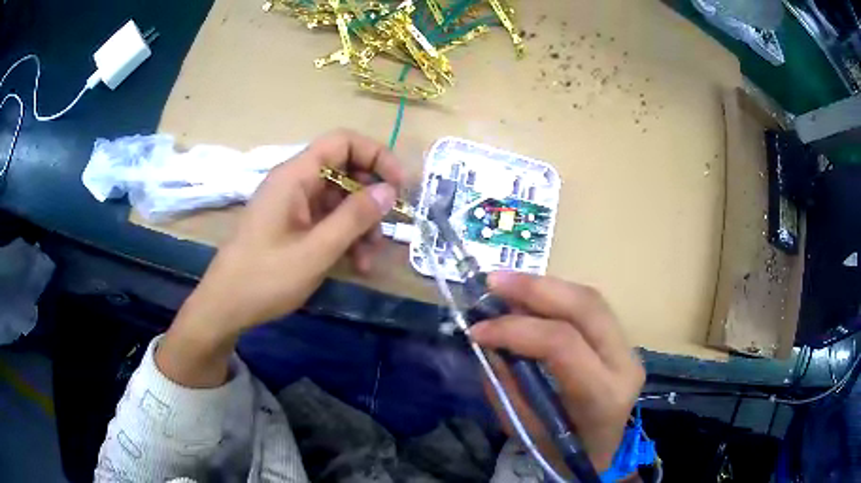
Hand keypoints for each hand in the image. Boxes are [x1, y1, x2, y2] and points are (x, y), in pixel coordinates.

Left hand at [157, 130, 404, 386]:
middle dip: (370, 198)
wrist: (226, 306)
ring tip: (369, 258)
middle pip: (345, 171)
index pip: (342, 142)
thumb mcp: (316, 250)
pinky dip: (345, 237)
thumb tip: (389, 190)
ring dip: (360, 224)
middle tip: (387, 227)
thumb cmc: (266, 277)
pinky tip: (355, 264)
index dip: (375, 155)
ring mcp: (293, 205)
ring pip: (339, 199)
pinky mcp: (292, 225)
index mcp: (295, 176)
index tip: (398, 185)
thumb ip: (354, 217)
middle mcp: (295, 183)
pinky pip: (327, 220)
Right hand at [470, 272, 644, 473]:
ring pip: (591, 299)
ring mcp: (629, 349)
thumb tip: (489, 339)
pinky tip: (531, 297)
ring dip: (545, 286)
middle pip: (586, 307)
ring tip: (506, 284)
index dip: (516, 329)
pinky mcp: (622, 342)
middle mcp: (624, 364)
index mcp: (603, 395)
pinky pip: (590, 307)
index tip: (478, 330)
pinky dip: (557, 296)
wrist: (600, 455)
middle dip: (535, 289)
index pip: (563, 344)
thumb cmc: (560, 452)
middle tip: (493, 282)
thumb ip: (507, 382)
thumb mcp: (525, 427)